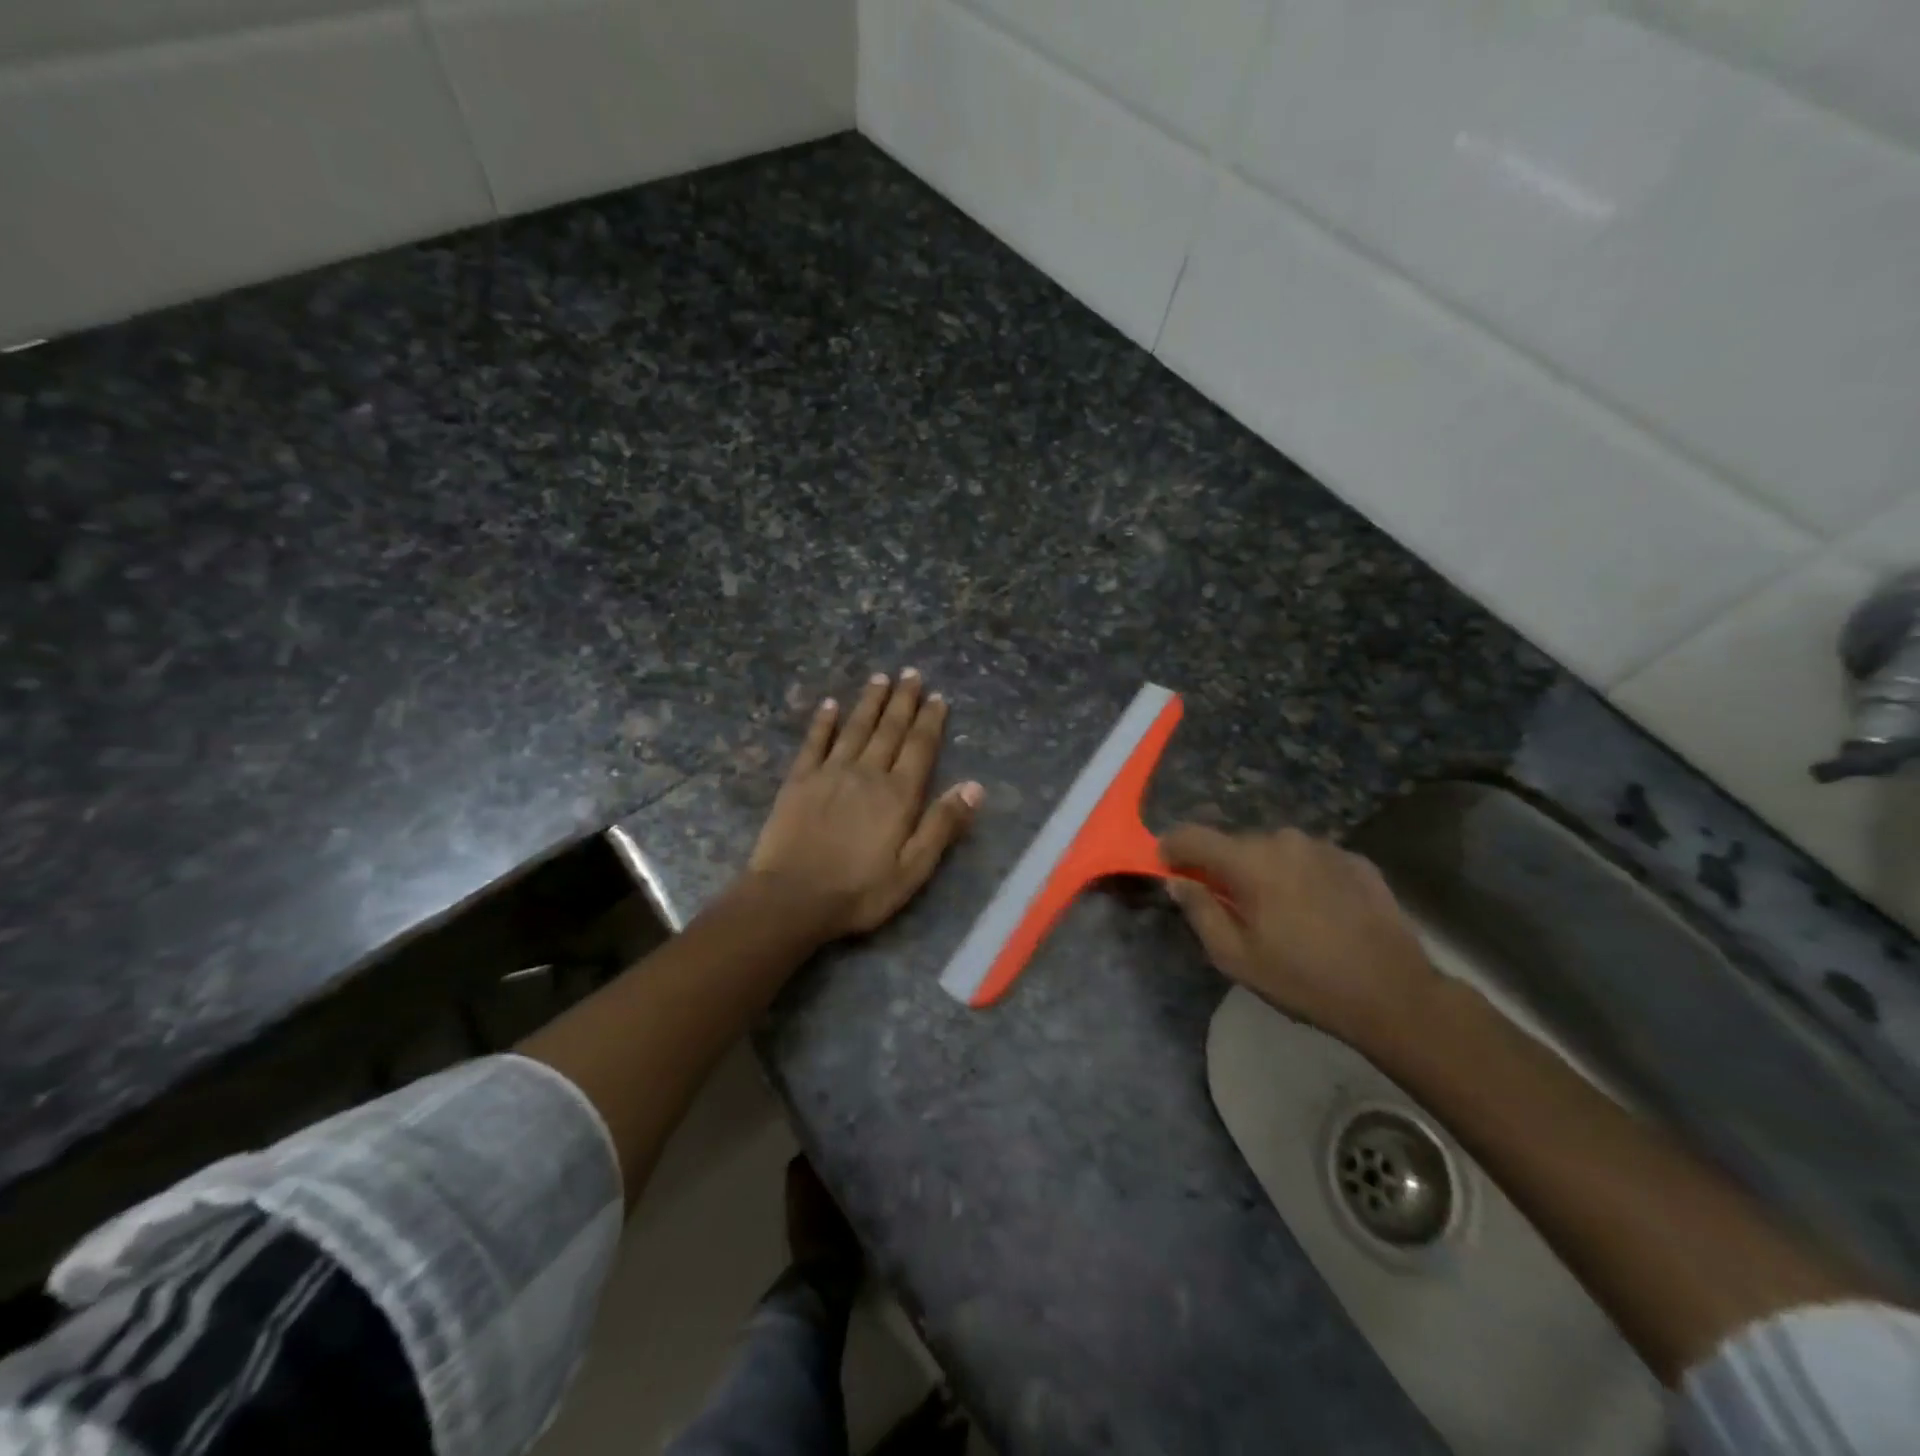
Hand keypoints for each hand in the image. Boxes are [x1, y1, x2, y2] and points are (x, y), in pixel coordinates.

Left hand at [749, 670, 983, 941]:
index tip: (937, 696)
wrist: (792, 898)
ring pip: (855, 728)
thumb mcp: (913, 869)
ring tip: (880, 678)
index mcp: (898, 795)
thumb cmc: (859, 891)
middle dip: (902, 700)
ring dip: (869, 702)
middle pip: (889, 729)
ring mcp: (830, 773)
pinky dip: (823, 722)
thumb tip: (974, 786)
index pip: (919, 747)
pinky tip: (830, 705)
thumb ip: (942, 825)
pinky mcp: (799, 780)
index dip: (930, 720)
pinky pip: (814, 742)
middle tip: (911, 673)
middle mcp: (867, 773)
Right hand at [1159, 824, 1438, 1048]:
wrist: (1394, 994)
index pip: (1192, 835)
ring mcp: (1324, 847)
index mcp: (1249, 861)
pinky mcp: (1355, 860)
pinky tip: (1314, 910)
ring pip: (1275, 850)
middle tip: (1226, 903)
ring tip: (1275, 910)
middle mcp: (1284, 840)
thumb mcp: (1236, 957)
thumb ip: (1200, 911)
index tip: (1166, 866)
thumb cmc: (1304, 980)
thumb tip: (1177, 882)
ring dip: (1264, 870)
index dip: (1172, 847)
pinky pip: (1310, 859)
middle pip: (1235, 843)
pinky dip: (1300, 876)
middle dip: (1222, 866)